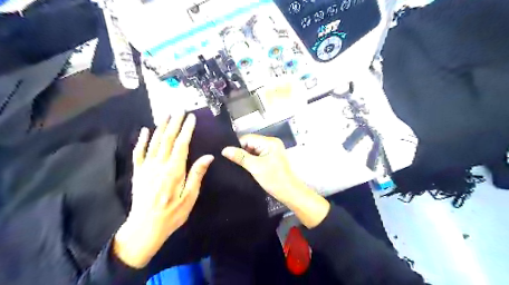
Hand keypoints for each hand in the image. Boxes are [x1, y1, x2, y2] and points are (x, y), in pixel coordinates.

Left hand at [111, 113, 212, 267]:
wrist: (145, 227)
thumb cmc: (172, 214)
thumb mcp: (190, 197)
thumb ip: (197, 174)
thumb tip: (208, 156)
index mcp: (174, 171)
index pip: (182, 144)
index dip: (187, 130)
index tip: (191, 118)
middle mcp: (159, 165)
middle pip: (167, 139)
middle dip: (174, 123)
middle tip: (180, 111)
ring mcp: (146, 168)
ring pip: (154, 142)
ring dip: (160, 127)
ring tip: (166, 115)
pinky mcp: (138, 172)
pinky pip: (138, 153)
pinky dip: (141, 140)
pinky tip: (144, 130)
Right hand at [223, 135, 330, 227]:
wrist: (289, 193)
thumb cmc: (274, 179)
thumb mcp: (255, 167)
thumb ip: (240, 157)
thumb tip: (224, 150)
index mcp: (270, 142)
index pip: (248, 138)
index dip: (236, 145)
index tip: (226, 154)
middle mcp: (271, 144)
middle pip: (250, 143)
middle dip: (240, 152)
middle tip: (228, 160)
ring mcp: (271, 151)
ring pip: (252, 151)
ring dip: (245, 157)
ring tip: (234, 164)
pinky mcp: (270, 159)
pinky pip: (257, 156)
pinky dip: (250, 161)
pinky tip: (243, 166)